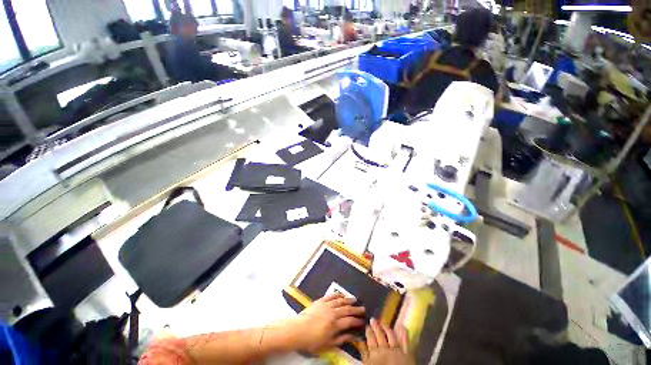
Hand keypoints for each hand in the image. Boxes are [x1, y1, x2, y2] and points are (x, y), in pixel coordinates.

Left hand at [287, 294, 364, 352]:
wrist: (298, 330)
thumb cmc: (312, 341)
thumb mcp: (328, 345)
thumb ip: (341, 339)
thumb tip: (352, 336)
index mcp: (335, 324)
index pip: (350, 321)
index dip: (357, 321)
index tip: (363, 321)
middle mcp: (333, 312)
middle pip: (347, 310)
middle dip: (356, 309)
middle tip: (363, 308)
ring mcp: (326, 305)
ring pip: (340, 301)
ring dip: (348, 300)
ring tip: (355, 299)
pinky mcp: (321, 300)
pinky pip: (331, 296)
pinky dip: (337, 295)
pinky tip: (341, 294)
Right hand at [360, 318, 414, 364]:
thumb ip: (364, 354)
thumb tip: (360, 341)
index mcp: (374, 352)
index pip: (370, 338)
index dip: (368, 331)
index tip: (367, 325)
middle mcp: (385, 349)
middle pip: (379, 334)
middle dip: (376, 326)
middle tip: (373, 319)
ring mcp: (397, 350)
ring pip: (391, 335)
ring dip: (386, 327)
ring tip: (383, 322)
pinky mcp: (407, 353)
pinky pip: (405, 341)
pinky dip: (404, 333)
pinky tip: (401, 326)